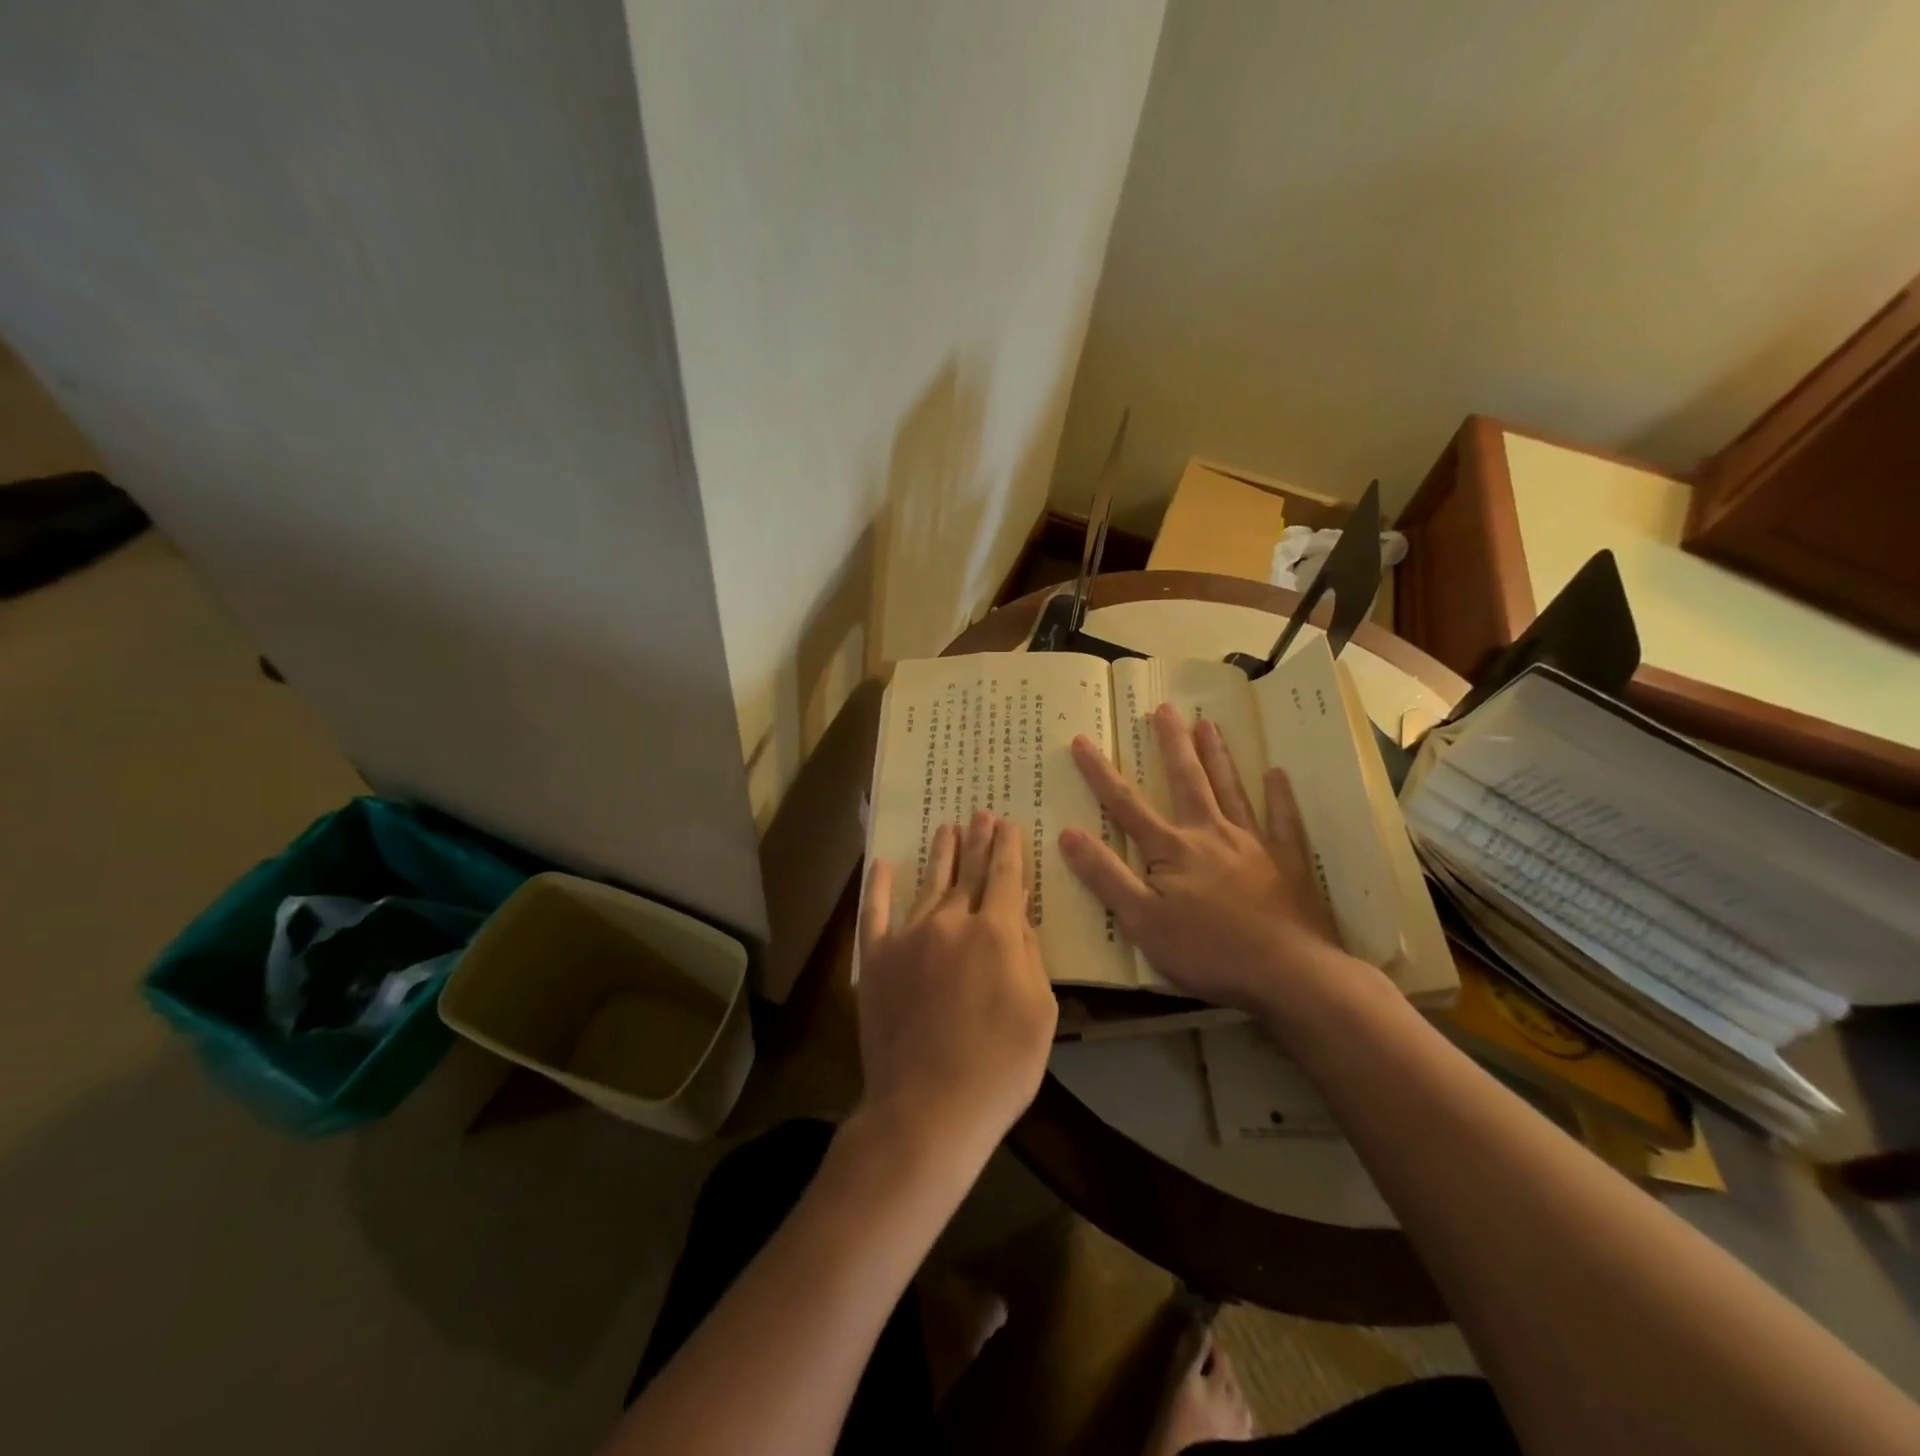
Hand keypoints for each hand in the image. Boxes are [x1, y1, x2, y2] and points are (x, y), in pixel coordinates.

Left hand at [856, 811, 1057, 1167]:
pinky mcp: (876, 959)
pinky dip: (879, 886)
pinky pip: (875, 912)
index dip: (1008, 847)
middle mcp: (951, 922)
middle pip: (968, 871)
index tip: (1008, 823)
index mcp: (995, 932)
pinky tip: (883, 863)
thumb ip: (1028, 955)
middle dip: (978, 841)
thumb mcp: (1039, 1011)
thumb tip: (1016, 917)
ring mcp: (908, 937)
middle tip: (981, 814)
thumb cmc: (999, 1066)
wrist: (929, 1107)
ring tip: (948, 828)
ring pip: (929, 884)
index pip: (1005, 876)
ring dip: (941, 854)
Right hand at [1057, 703, 1374, 1019]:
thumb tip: (1068, 833)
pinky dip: (1280, 797)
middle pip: (1187, 780)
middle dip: (1172, 743)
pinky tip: (1277, 774)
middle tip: (1164, 708)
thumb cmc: (1208, 951)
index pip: (1126, 805)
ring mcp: (1253, 844)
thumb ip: (1106, 875)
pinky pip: (1283, 821)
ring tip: (1208, 722)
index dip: (1100, 773)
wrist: (1290, 973)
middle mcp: (1211, 834)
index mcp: (1173, 849)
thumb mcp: (1142, 921)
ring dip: (1217, 755)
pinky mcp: (1288, 862)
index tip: (1081, 739)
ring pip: (1231, 789)